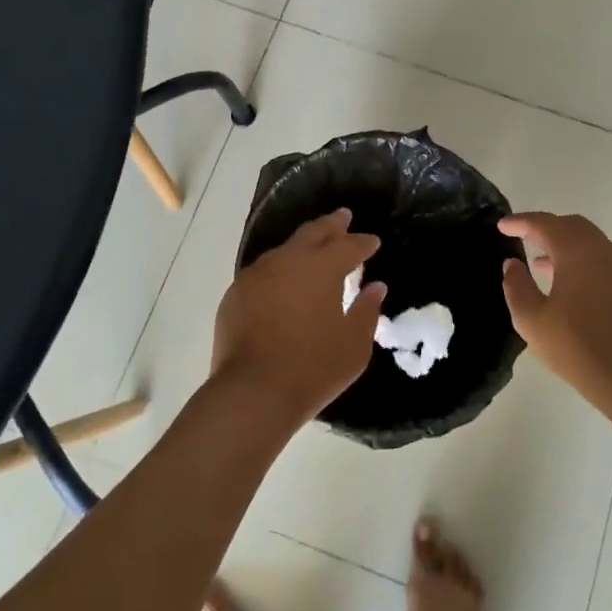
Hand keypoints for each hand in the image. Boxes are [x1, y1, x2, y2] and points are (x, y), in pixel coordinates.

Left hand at [211, 210, 386, 427]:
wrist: (252, 393)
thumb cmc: (313, 369)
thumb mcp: (354, 346)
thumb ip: (367, 311)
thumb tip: (375, 287)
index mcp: (322, 267)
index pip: (348, 245)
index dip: (363, 243)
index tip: (373, 242)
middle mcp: (289, 260)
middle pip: (313, 233)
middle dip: (331, 225)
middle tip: (343, 217)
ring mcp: (257, 274)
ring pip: (285, 249)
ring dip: (302, 246)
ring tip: (312, 248)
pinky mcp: (236, 293)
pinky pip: (264, 272)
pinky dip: (279, 270)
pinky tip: (282, 281)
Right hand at [498, 212, 611, 415]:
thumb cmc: (576, 346)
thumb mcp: (531, 319)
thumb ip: (516, 286)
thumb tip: (513, 263)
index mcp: (576, 251)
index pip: (544, 224)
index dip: (520, 222)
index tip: (502, 226)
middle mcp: (600, 250)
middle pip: (569, 225)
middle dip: (544, 227)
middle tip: (522, 236)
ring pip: (587, 240)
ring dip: (562, 243)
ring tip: (539, 262)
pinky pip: (599, 257)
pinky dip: (579, 257)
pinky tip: (566, 282)